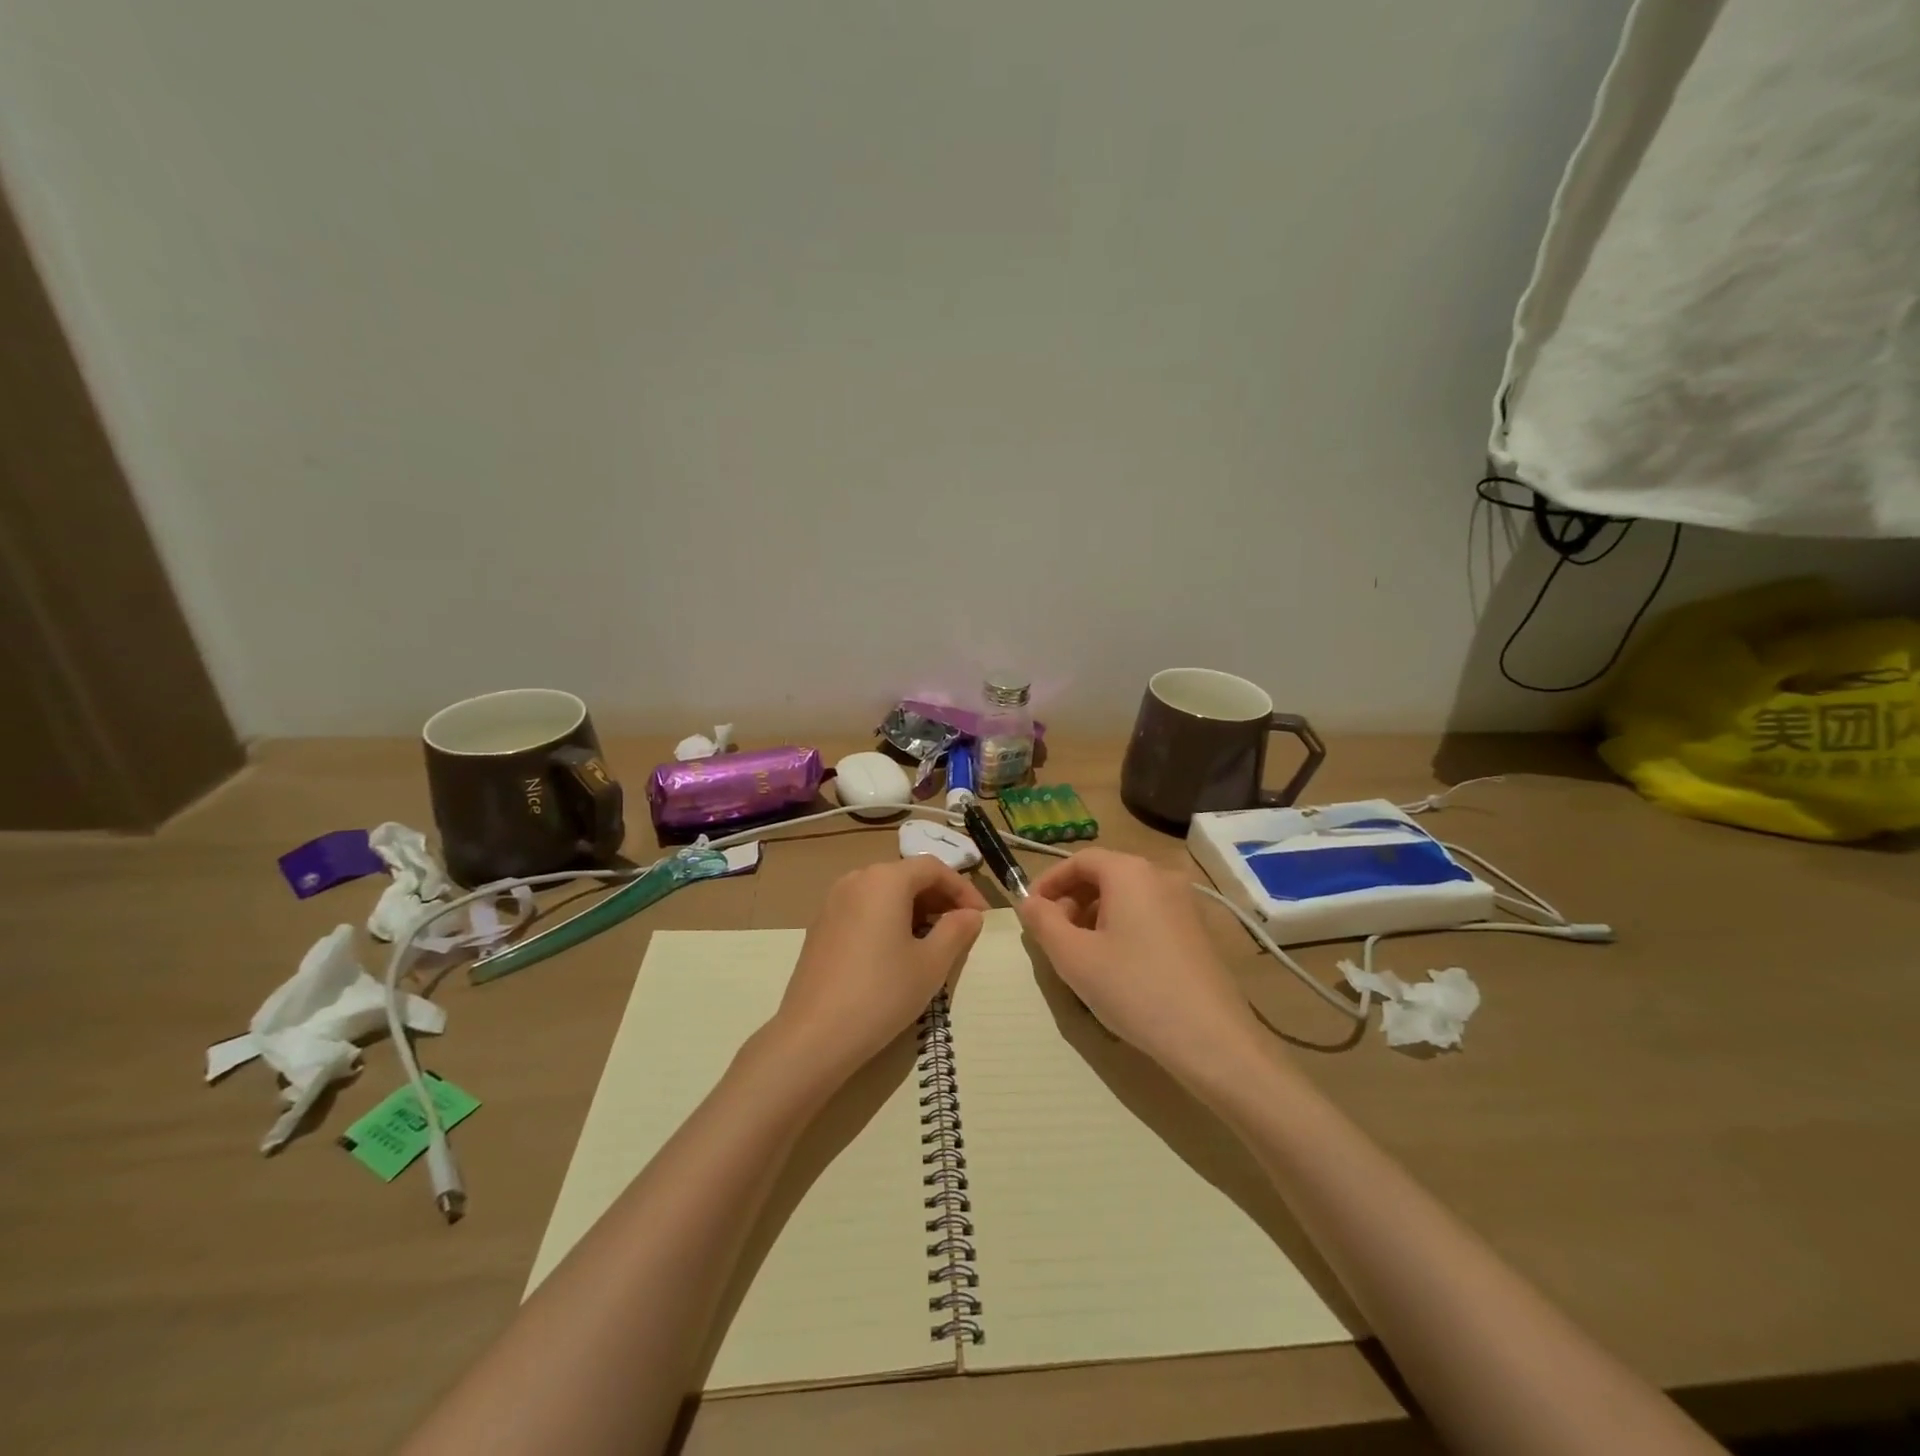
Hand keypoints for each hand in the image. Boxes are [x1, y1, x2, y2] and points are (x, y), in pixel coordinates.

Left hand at [774, 858, 987, 1076]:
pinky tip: (897, 950)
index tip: (980, 916)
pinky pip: (863, 908)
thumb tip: (970, 915)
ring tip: (933, 940)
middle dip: (938, 897)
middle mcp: (856, 879)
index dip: (962, 888)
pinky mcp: (820, 926)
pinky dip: (887, 918)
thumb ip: (956, 931)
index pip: (933, 868)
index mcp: (885, 879)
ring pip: (883, 892)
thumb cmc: (882, 993)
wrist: (814, 1035)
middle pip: (906, 876)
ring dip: (913, 908)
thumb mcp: (931, 964)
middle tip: (961, 928)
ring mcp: (833, 901)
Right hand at [1017, 849, 1261, 1078]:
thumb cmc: (1134, 989)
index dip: (1049, 881)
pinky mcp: (1197, 930)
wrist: (1211, 1039)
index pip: (1079, 860)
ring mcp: (1184, 902)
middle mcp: (1160, 876)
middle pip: (1104, 874)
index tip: (1030, 911)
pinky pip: (1148, 914)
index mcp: (1130, 872)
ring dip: (1095, 915)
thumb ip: (1043, 922)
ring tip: (1080, 954)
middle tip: (1052, 935)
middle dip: (1071, 900)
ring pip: (1126, 896)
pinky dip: (1122, 927)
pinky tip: (1115, 965)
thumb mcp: (1074, 957)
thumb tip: (1029, 903)